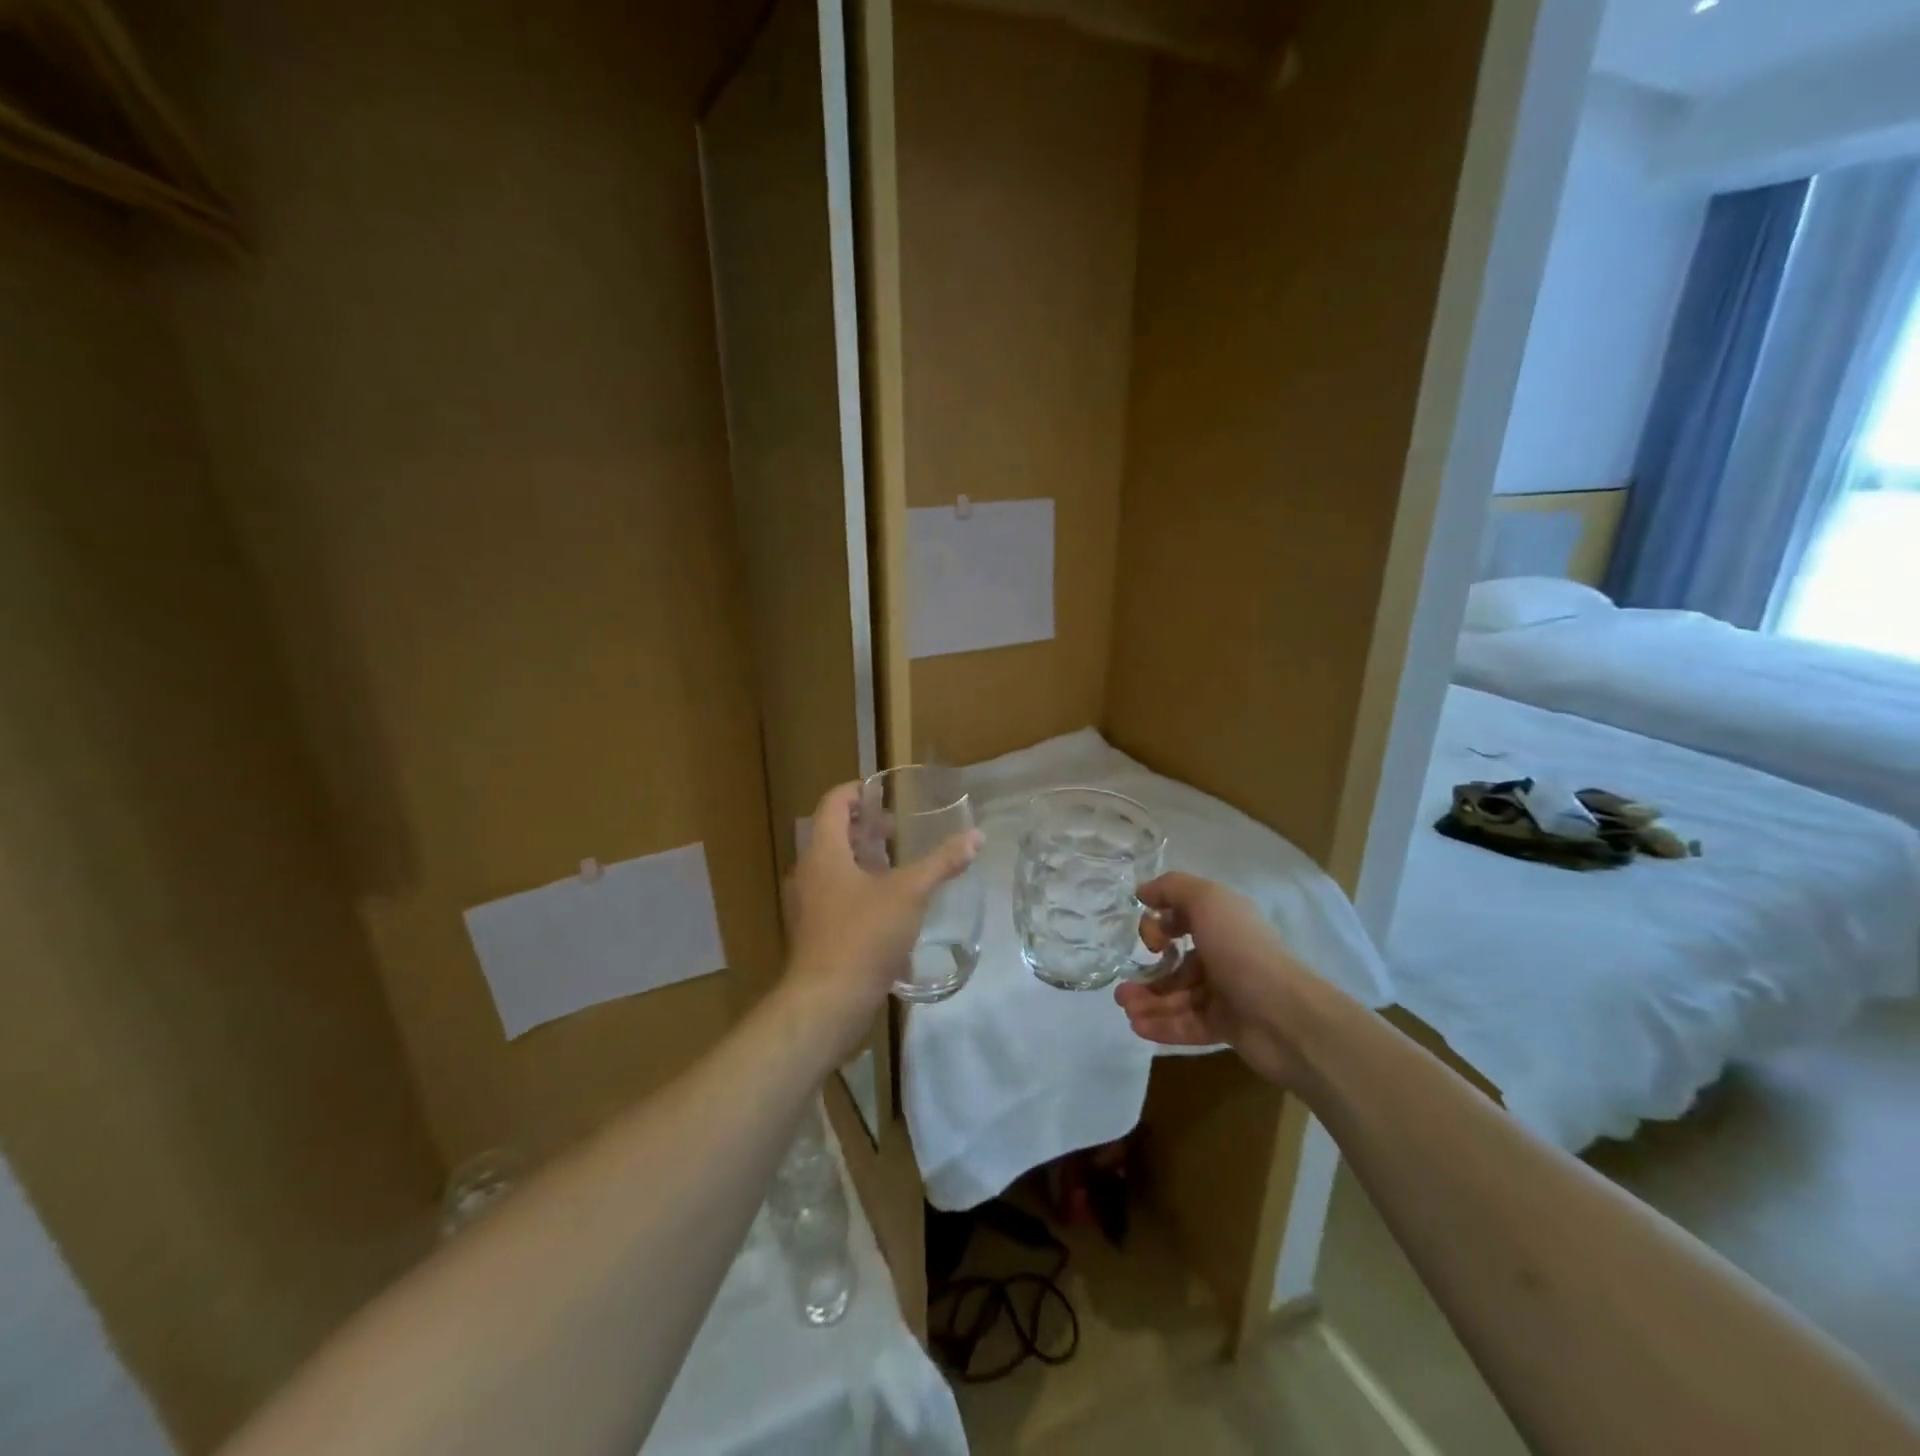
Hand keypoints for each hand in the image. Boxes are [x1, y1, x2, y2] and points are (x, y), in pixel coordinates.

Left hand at [782, 782, 981, 1050]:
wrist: (827, 1002)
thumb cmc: (864, 935)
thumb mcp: (910, 893)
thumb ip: (942, 862)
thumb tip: (977, 836)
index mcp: (824, 853)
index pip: (833, 803)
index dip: (857, 791)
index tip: (885, 792)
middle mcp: (809, 872)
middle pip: (833, 835)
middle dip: (866, 828)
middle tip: (898, 830)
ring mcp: (809, 904)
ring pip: (835, 868)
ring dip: (864, 860)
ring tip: (898, 865)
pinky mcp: (816, 932)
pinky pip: (836, 896)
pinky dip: (860, 889)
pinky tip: (890, 907)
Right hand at [1115, 872, 1322, 1088]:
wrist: (1285, 1017)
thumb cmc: (1242, 951)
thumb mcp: (1207, 901)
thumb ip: (1172, 888)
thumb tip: (1143, 891)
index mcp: (1222, 922)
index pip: (1181, 919)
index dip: (1159, 927)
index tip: (1150, 941)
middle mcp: (1223, 954)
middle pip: (1176, 963)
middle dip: (1146, 973)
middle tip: (1122, 988)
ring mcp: (1225, 993)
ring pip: (1178, 995)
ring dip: (1148, 1001)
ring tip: (1126, 1010)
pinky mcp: (1226, 1027)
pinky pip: (1187, 1024)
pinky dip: (1161, 1024)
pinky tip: (1138, 1026)